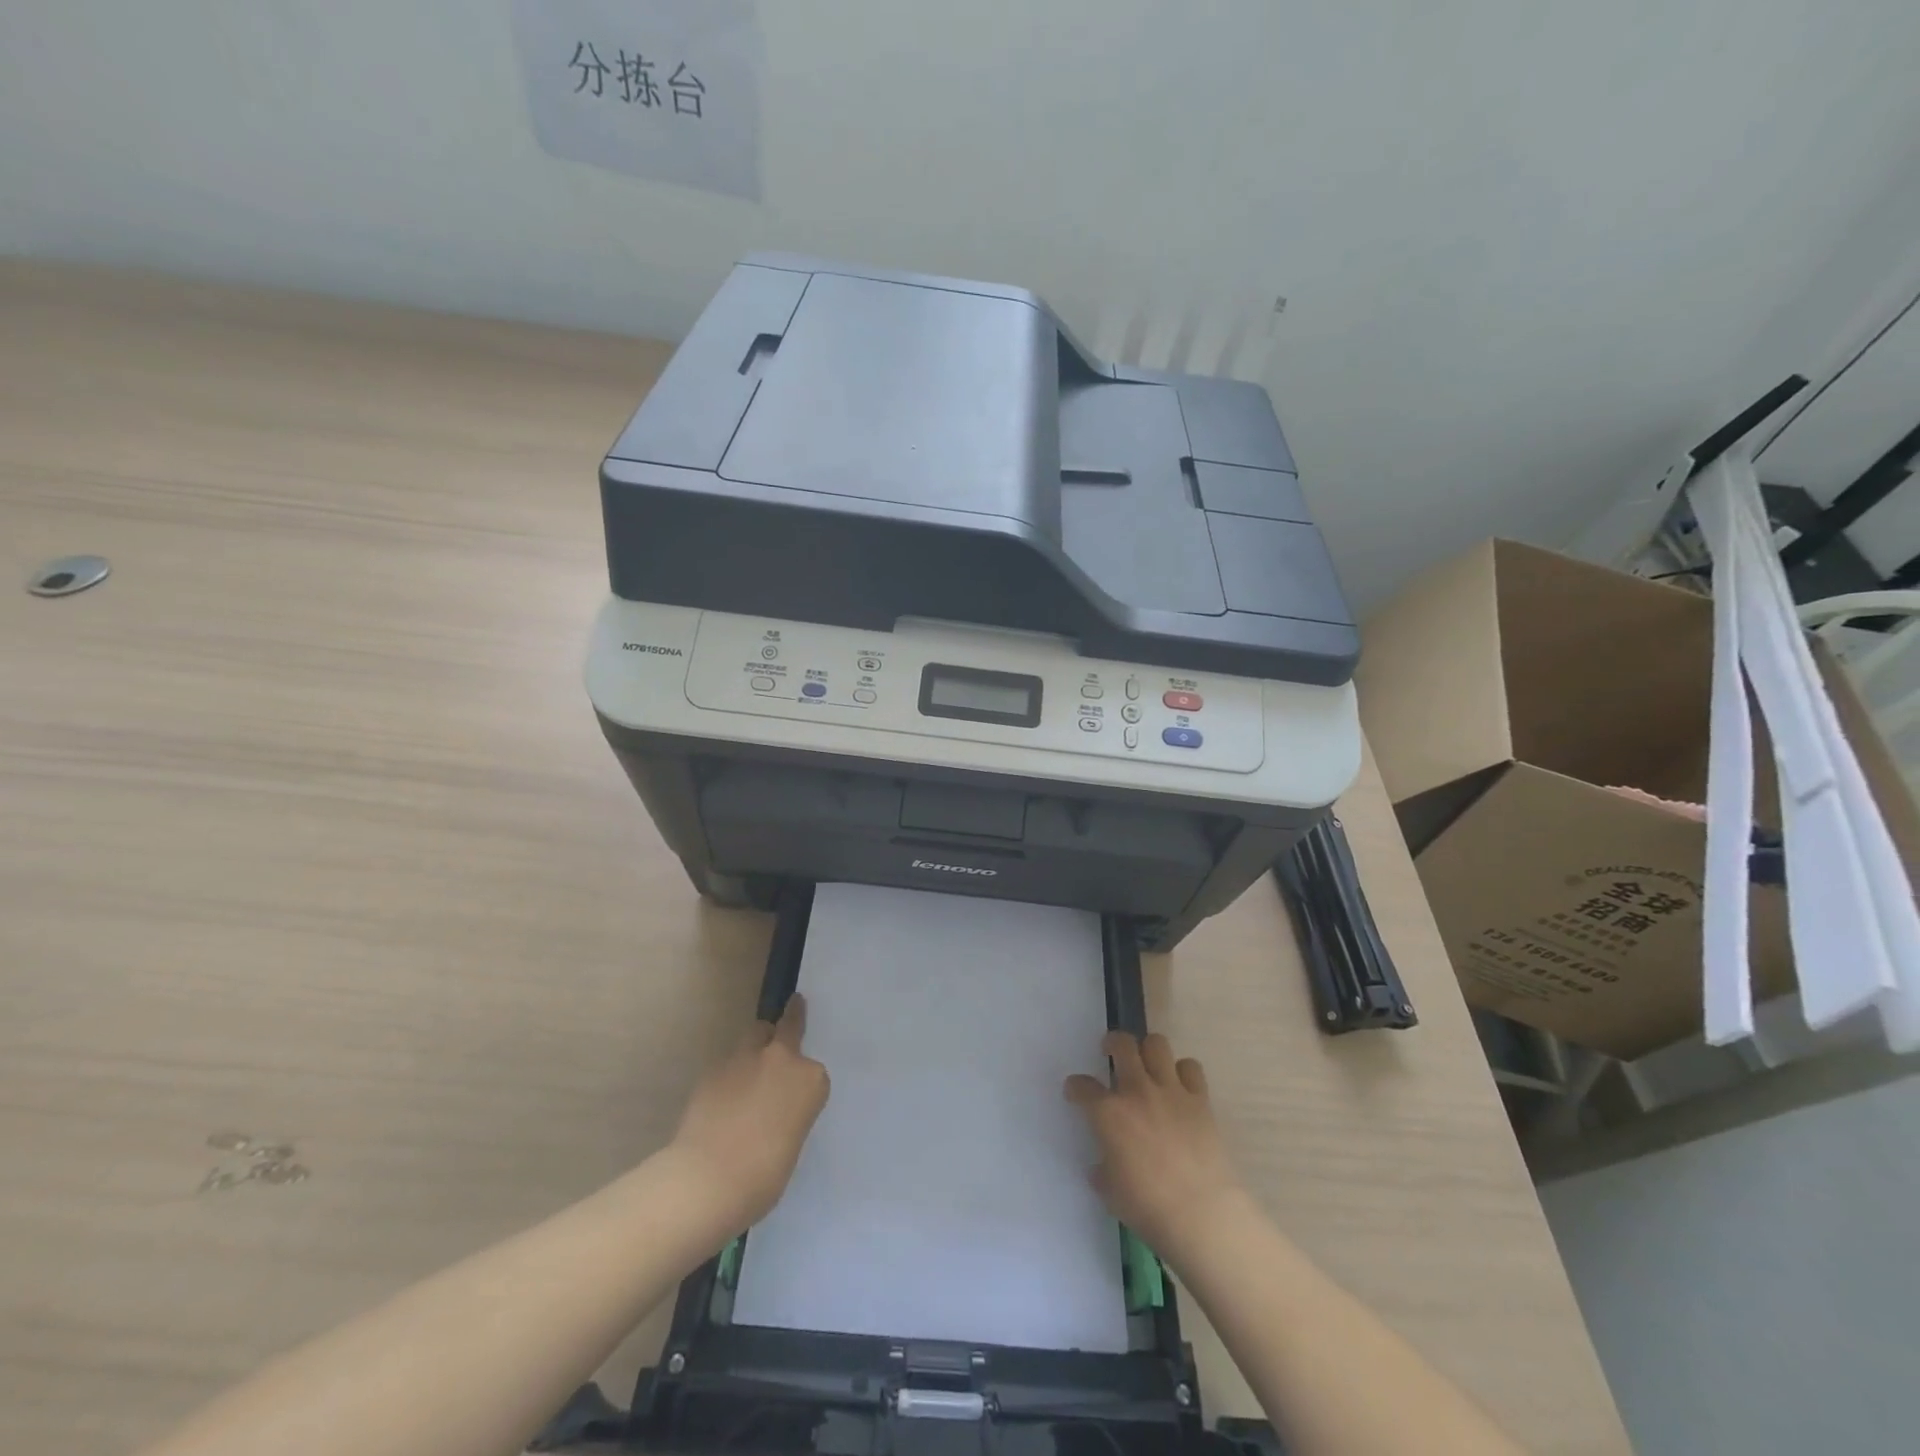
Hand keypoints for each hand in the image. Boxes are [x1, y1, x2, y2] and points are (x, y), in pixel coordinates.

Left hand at [670, 996, 829, 1228]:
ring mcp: (746, 1059)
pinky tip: (721, 1100)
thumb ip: (788, 1114)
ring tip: (747, 1074)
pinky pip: (728, 1063)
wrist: (709, 1179)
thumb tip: (770, 1113)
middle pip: (787, 1027)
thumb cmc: (763, 1175)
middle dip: (787, 1026)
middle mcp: (782, 1059)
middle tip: (787, 1021)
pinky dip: (729, 1074)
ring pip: (755, 1035)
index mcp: (811, 1080)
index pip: (813, 1071)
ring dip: (756, 1048)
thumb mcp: (791, 1141)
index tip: (795, 1099)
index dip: (803, 1083)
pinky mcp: (714, 1068)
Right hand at [1065, 1032, 1245, 1260]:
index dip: (1076, 1087)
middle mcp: (1137, 1091)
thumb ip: (1103, 1170)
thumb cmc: (1148, 1208)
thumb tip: (1103, 1165)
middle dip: (1112, 1043)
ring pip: (1157, 1044)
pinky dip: (1183, 1071)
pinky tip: (1180, 1086)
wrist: (1202, 1214)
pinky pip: (1190, 1067)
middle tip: (1111, 1053)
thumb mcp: (1111, 1192)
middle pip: (1122, 1044)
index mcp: (1108, 1114)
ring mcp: (1170, 1090)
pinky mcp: (1200, 1099)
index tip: (1076, 1092)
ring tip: (1147, 1065)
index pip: (1082, 1086)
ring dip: (1148, 1050)